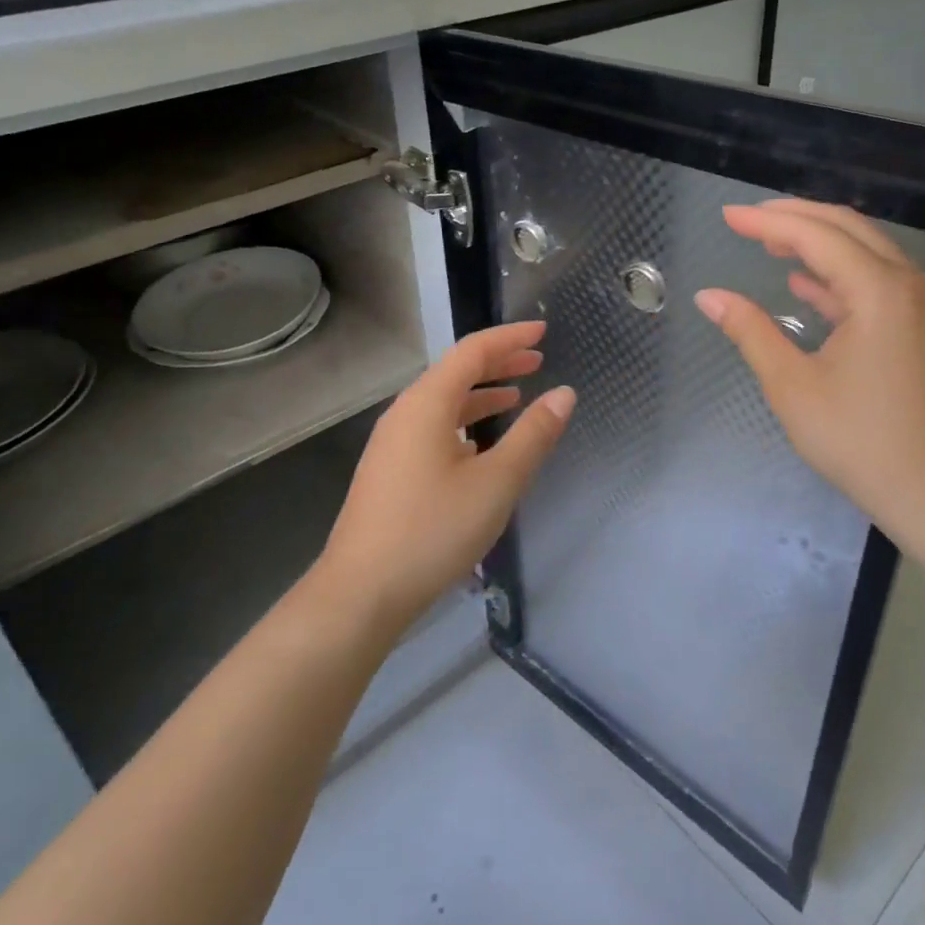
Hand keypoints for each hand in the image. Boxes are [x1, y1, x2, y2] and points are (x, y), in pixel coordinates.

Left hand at [313, 321, 574, 638]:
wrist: (361, 592)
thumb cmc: (433, 530)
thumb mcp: (496, 482)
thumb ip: (533, 435)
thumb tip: (564, 394)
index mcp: (426, 403)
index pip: (472, 351)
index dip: (510, 338)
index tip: (543, 331)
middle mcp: (404, 413)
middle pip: (455, 373)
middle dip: (498, 363)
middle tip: (537, 361)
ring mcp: (392, 443)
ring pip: (442, 403)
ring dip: (481, 395)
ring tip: (516, 397)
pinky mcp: (389, 471)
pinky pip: (432, 428)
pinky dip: (463, 423)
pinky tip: (480, 446)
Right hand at [693, 199, 924, 544]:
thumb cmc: (862, 442)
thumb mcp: (793, 387)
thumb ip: (750, 332)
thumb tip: (709, 296)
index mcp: (879, 292)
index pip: (815, 236)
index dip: (767, 222)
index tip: (727, 216)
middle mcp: (909, 285)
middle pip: (847, 229)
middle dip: (794, 218)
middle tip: (746, 221)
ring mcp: (924, 306)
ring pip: (866, 252)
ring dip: (818, 243)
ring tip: (769, 244)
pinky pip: (878, 282)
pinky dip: (839, 275)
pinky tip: (806, 285)